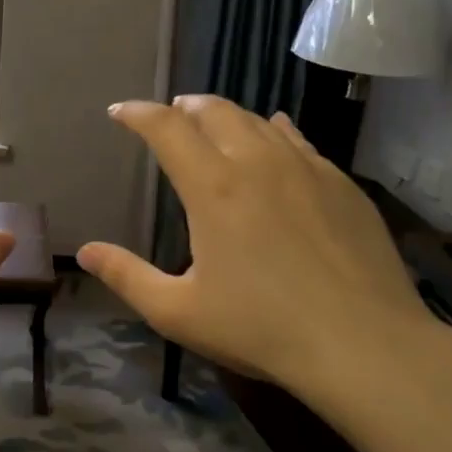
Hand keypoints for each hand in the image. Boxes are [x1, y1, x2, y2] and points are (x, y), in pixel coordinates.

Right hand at [77, 96, 444, 410]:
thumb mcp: (178, 311)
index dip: (138, 114)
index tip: (120, 113)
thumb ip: (127, 277)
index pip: (166, 128)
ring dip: (227, 116)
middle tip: (169, 115)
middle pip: (214, 111)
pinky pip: (299, 140)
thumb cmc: (261, 328)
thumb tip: (86, 252)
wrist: (365, 344)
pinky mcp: (342, 184)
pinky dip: (275, 130)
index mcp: (212, 187)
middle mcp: (257, 162)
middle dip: (184, 107)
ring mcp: (306, 168)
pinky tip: (277, 134)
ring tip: (214, 123)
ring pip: (259, 120)